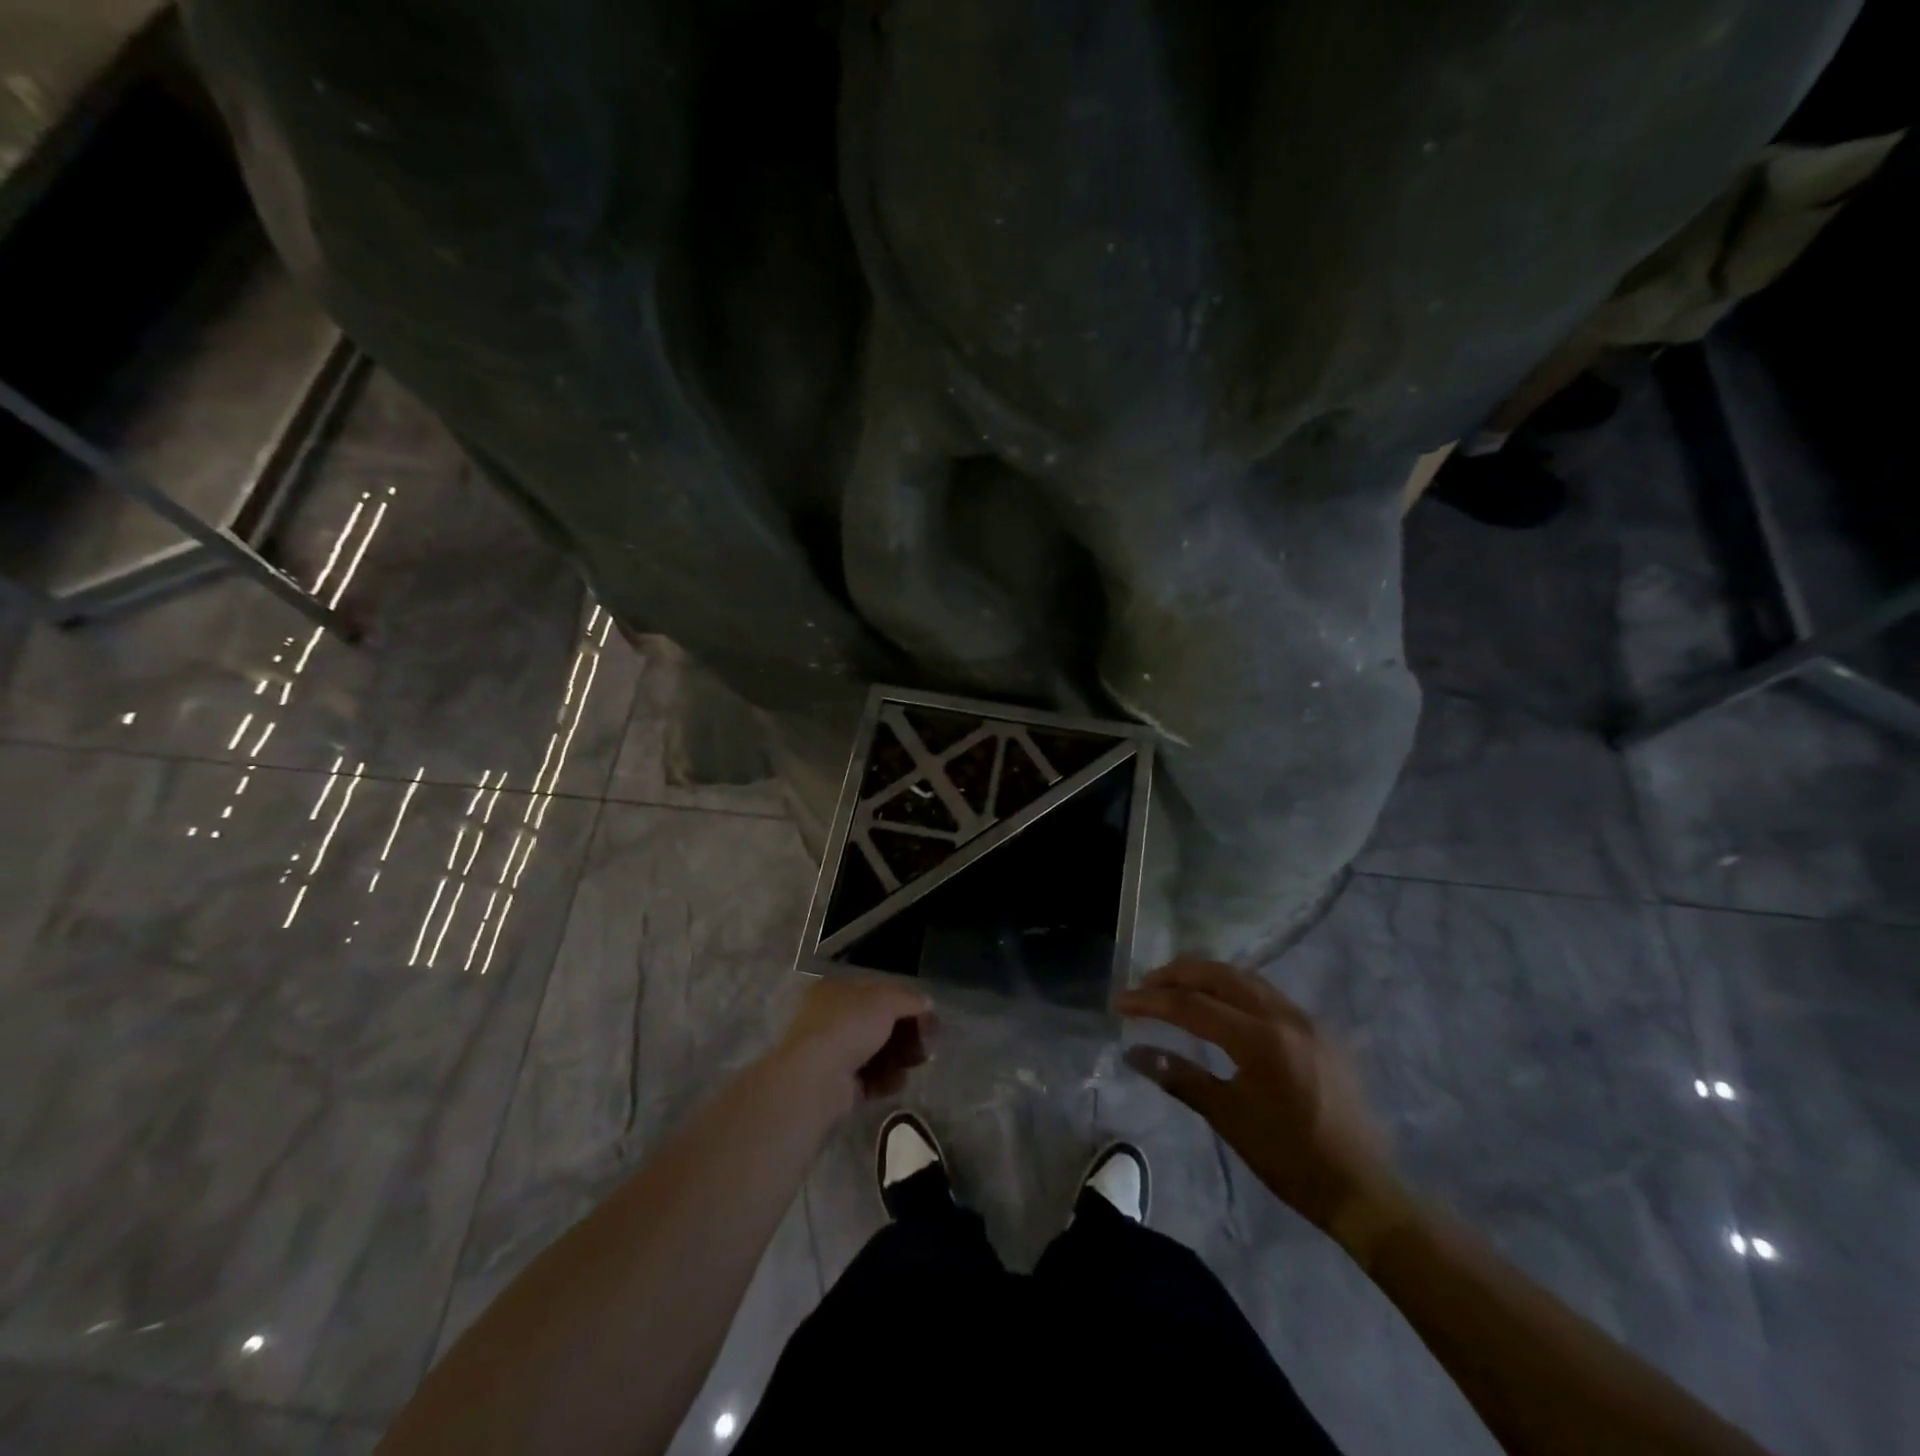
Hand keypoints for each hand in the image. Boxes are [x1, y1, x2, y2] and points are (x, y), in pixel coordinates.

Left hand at [773, 976, 933, 1114]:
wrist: (816, 1080)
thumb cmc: (848, 1027)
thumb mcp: (885, 1001)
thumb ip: (909, 999)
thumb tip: (927, 1003)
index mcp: (835, 989)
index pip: (878, 991)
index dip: (906, 1002)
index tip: (930, 1016)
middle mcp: (831, 1018)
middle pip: (880, 1023)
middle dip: (906, 1034)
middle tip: (926, 1045)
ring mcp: (832, 1052)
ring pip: (877, 1052)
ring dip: (899, 1058)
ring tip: (912, 1065)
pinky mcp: (837, 1085)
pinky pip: (870, 1078)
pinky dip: (885, 1080)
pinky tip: (894, 1082)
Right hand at [1118, 960, 1400, 1235]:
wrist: (1363, 1190)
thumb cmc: (1290, 1159)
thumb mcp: (1228, 1118)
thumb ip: (1179, 1077)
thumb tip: (1134, 1053)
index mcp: (1261, 1040)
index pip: (1193, 1006)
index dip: (1152, 1001)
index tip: (1120, 1002)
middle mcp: (1284, 1017)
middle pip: (1220, 976)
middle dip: (1177, 974)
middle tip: (1144, 984)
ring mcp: (1305, 1019)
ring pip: (1245, 978)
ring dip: (1205, 976)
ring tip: (1174, 985)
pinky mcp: (1317, 1029)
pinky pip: (1266, 993)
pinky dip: (1233, 988)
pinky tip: (1218, 1002)